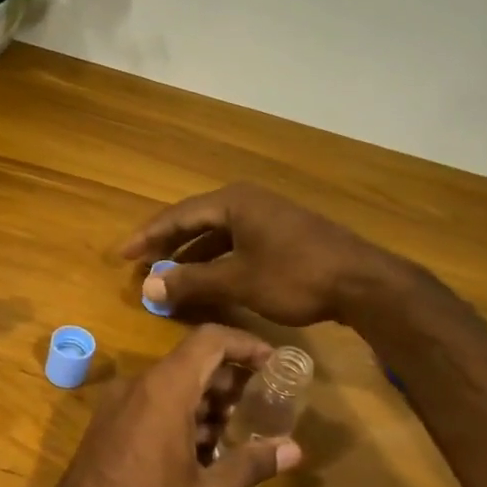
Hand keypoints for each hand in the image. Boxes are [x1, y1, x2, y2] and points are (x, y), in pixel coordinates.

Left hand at [31, 325, 302, 486]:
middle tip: (265, 408)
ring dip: (206, 403)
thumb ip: (251, 464)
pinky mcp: (104, 432)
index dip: (246, 345)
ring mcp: (114, 410)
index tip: (276, 364)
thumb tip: (293, 448)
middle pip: (190, 363)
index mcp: (162, 392)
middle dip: (230, 380)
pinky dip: (180, 418)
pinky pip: (149, 408)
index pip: (209, 340)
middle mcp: (134, 389)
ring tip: (240, 436)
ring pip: (169, 387)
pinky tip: (202, 455)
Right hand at [119, 182, 397, 325]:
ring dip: (192, 255)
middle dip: (168, 244)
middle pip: (196, 221)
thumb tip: (148, 285)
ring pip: (217, 234)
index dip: (148, 236)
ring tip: (169, 275)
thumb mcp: (238, 280)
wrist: (363, 283)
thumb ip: (191, 281)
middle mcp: (247, 202)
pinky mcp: (282, 235)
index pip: (178, 215)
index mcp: (233, 202)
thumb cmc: (295, 276)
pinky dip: (216, 260)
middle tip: (141, 263)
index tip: (123, 254)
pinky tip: (208, 279)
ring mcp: (267, 217)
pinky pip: (236, 243)